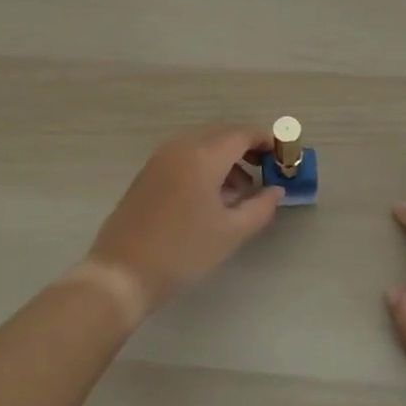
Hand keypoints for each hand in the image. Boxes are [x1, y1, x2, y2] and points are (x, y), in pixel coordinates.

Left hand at [86, 123, 284, 319]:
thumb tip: (275, 190)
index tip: (283, 155)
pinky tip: (211, 197)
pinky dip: (204, 165)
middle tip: (265, 170)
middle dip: (246, 147)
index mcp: (202, 156)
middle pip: (221, 134)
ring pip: (201, 144)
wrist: (122, 272)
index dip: (266, 140)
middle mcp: (180, 148)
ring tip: (240, 192)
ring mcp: (159, 159)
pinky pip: (184, 156)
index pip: (242, 134)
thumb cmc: (183, 251)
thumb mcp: (231, 232)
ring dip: (225, 158)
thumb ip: (261, 207)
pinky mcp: (147, 174)